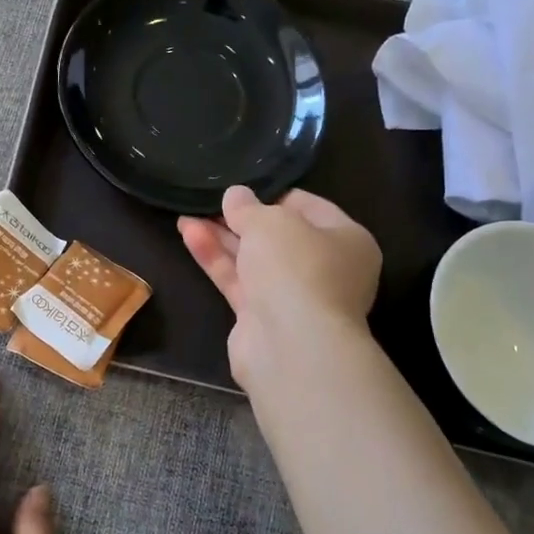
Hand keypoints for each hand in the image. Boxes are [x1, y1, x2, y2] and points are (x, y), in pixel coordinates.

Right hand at [179, 186, 383, 391]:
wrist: (292, 345)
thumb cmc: (296, 268)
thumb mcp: (270, 222)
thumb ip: (248, 207)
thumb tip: (236, 195)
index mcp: (347, 240)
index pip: (309, 207)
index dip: (273, 195)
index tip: (241, 189)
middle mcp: (325, 269)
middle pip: (278, 236)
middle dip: (241, 220)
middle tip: (209, 202)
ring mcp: (294, 296)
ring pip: (253, 259)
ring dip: (221, 238)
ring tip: (185, 216)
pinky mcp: (263, 318)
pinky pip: (238, 280)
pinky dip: (216, 259)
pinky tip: (189, 236)